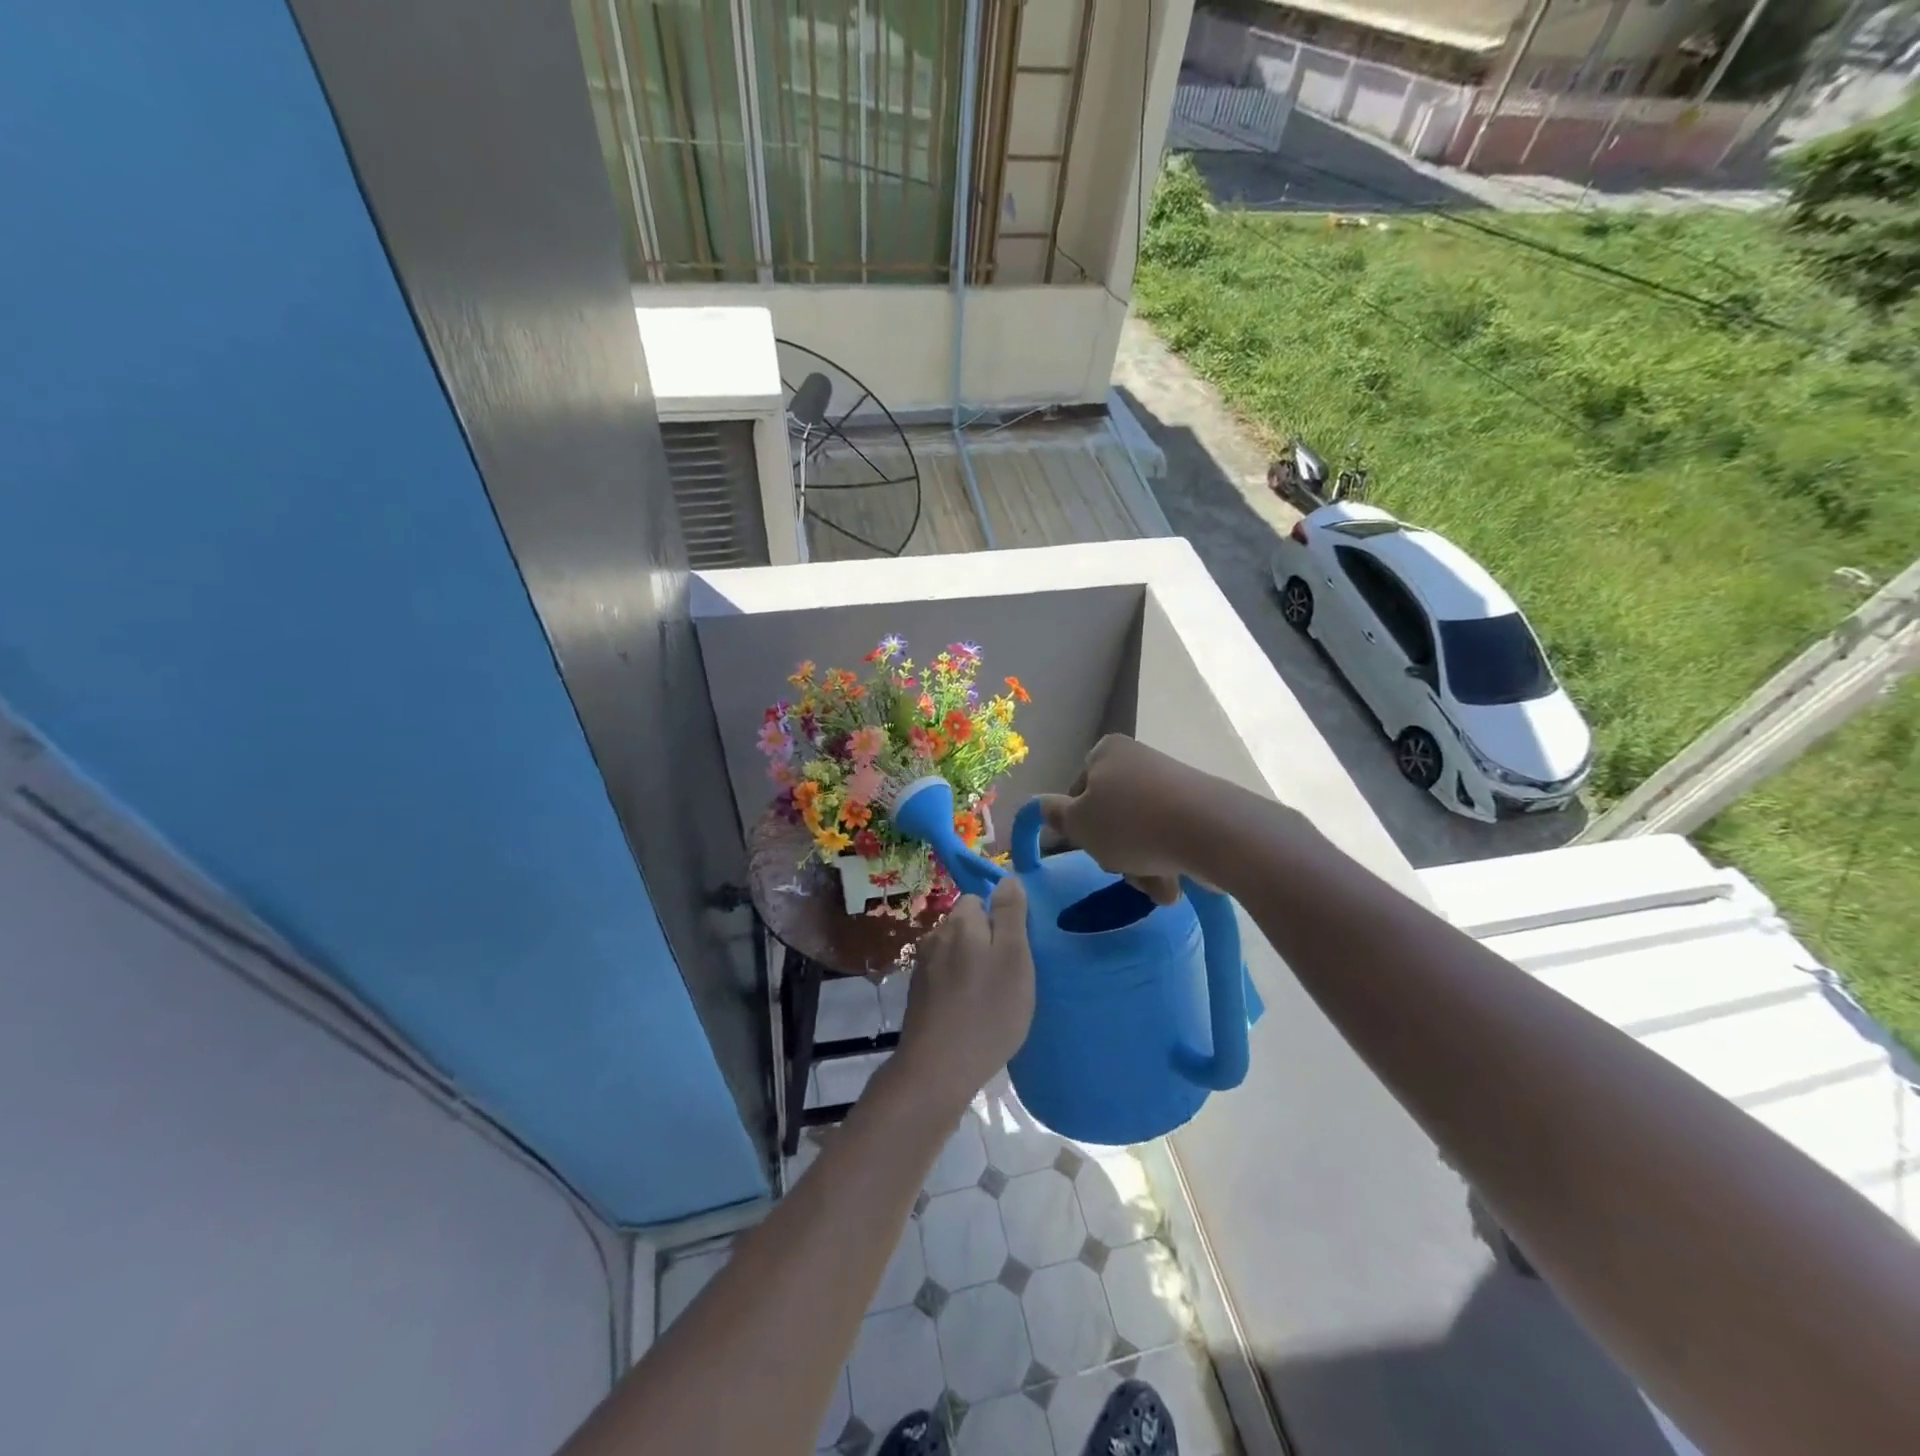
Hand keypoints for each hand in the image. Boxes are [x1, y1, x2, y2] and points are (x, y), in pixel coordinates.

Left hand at [897, 879, 1035, 1109]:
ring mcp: (922, 967)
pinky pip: (945, 978)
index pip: (979, 899)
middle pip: (966, 926)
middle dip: (986, 942)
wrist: (938, 1069)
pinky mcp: (918, 995)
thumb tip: (1008, 878)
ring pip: (955, 953)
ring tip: (992, 998)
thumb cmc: (987, 1010)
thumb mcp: (1014, 958)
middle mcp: (935, 936)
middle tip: (1009, 976)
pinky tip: (971, 1013)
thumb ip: (1010, 914)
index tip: (1017, 948)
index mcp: (959, 922)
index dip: (1000, 919)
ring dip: (971, 967)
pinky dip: (958, 988)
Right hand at [1034, 735, 1212, 905]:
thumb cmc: (1131, 823)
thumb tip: (1040, 805)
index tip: (1087, 846)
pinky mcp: (1200, 807)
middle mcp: (1139, 760)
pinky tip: (1174, 884)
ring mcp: (1173, 783)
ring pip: (1141, 832)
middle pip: (1112, 814)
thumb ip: (1055, 816)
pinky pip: (1171, 838)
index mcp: (1107, 752)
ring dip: (1141, 866)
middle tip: (1120, 869)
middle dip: (1114, 850)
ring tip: (1155, 887)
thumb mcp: (1079, 824)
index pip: (1078, 791)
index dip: (1078, 824)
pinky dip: (1167, 862)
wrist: (1211, 830)